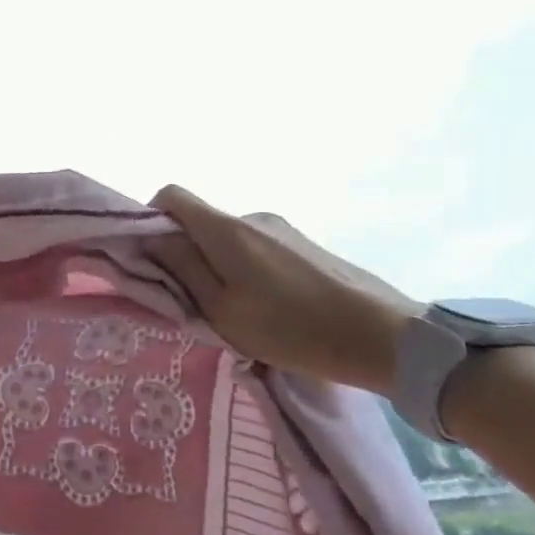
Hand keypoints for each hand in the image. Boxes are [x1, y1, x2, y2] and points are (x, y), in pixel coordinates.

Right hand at [145, 185, 421, 395]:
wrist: (386, 338)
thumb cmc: (291, 329)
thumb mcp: (220, 309)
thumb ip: (180, 268)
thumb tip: (149, 238)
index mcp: (225, 230)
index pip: (170, 195)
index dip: (148, 220)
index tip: (150, 258)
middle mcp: (251, 217)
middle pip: (197, 221)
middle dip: (183, 252)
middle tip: (190, 299)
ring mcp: (282, 229)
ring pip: (226, 238)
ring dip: (216, 265)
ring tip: (233, 310)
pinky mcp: (304, 245)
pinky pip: (255, 248)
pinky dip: (244, 270)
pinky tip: (267, 308)